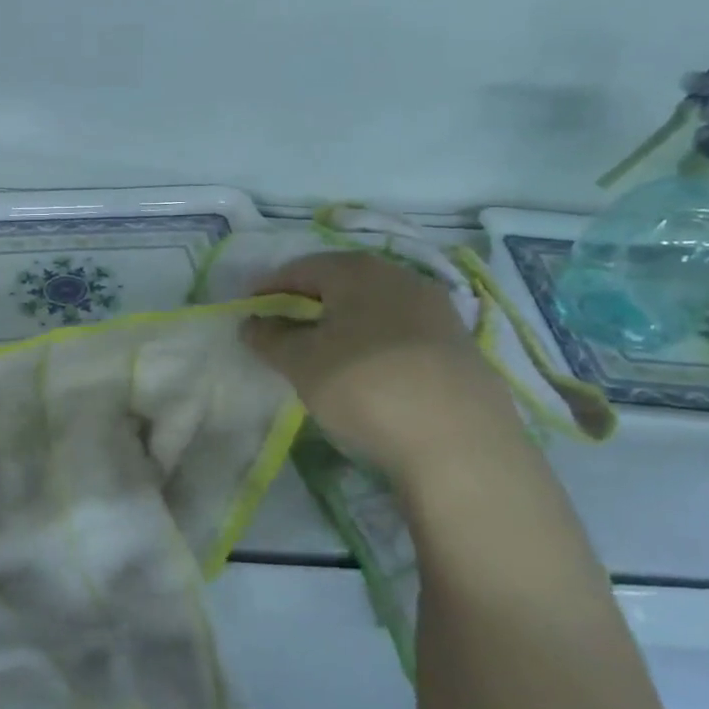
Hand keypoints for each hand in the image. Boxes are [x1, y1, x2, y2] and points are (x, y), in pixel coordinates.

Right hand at [244, 252, 519, 483]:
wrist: (459, 440)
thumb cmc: (364, 386)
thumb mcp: (301, 363)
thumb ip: (270, 338)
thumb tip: (253, 323)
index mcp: (358, 271)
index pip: (302, 268)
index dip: (270, 287)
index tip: (249, 309)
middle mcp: (401, 277)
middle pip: (342, 282)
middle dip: (308, 301)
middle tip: (283, 328)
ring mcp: (436, 309)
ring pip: (374, 305)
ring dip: (343, 321)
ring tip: (323, 350)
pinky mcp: (458, 344)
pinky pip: (400, 330)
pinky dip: (373, 340)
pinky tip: (367, 369)